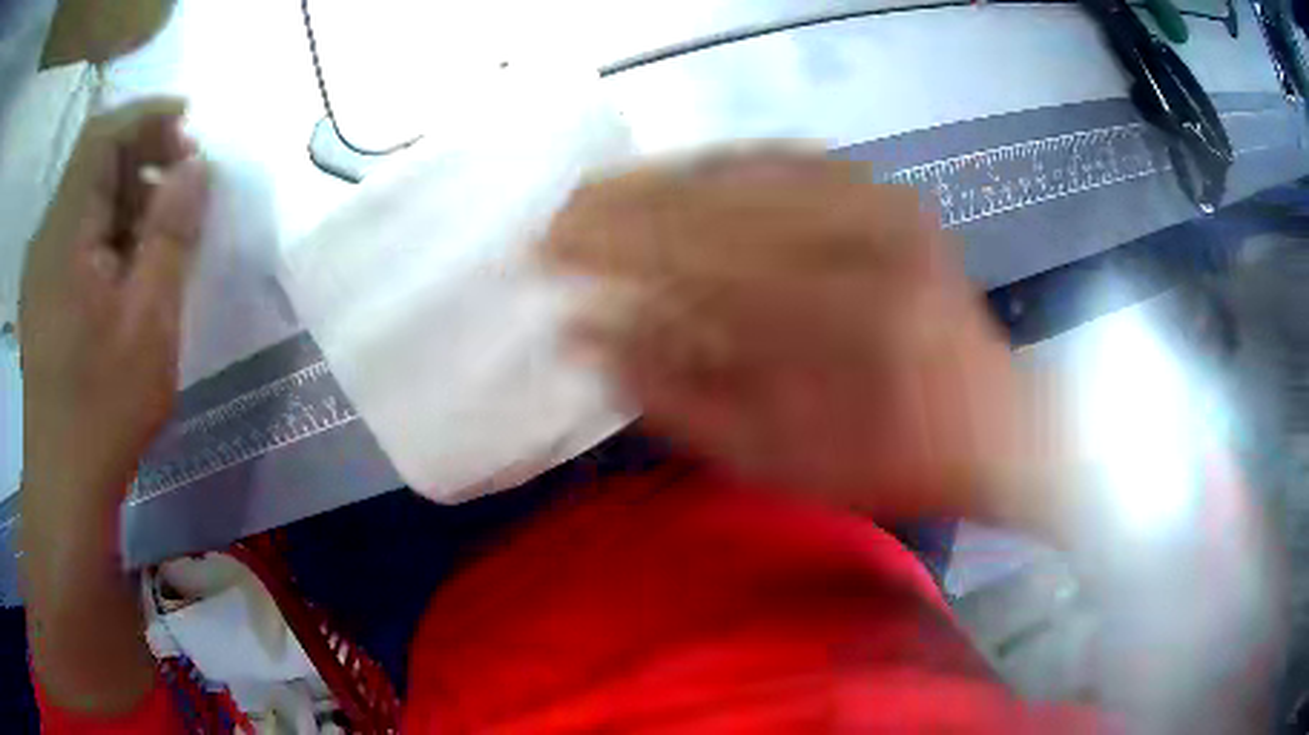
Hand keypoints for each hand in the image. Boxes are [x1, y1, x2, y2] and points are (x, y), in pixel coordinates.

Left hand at [20, 98, 208, 498]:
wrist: (65, 485)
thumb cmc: (103, 408)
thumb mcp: (149, 321)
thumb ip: (171, 234)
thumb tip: (196, 168)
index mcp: (64, 232)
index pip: (103, 135)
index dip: (147, 115)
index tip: (189, 125)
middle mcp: (47, 236)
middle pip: (93, 162)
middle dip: (141, 157)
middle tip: (184, 185)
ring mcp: (41, 268)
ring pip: (86, 200)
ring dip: (126, 198)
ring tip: (161, 233)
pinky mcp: (42, 294)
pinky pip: (77, 236)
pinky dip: (108, 232)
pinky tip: (129, 267)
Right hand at [541, 152, 1020, 518]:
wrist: (990, 422)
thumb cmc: (887, 461)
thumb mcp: (774, 461)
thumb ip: (675, 397)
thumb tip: (587, 333)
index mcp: (827, 316)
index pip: (684, 257)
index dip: (604, 246)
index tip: (544, 249)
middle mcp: (853, 237)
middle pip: (706, 197)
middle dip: (619, 202)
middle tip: (561, 212)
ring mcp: (876, 202)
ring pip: (740, 166)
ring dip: (662, 179)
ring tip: (606, 194)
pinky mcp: (888, 192)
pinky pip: (788, 158)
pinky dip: (726, 165)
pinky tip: (686, 179)